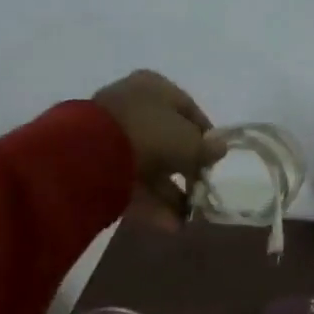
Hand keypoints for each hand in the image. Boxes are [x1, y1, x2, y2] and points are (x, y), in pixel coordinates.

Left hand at [92, 70, 225, 230]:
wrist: (94, 153)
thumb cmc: (151, 134)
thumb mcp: (189, 141)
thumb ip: (206, 148)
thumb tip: (220, 149)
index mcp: (154, 88)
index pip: (188, 110)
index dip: (205, 137)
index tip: (216, 160)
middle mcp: (133, 107)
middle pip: (168, 141)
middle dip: (187, 170)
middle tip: (202, 191)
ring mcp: (114, 137)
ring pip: (151, 167)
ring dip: (172, 193)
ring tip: (189, 217)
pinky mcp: (101, 166)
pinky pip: (133, 184)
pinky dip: (153, 204)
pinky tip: (172, 225)